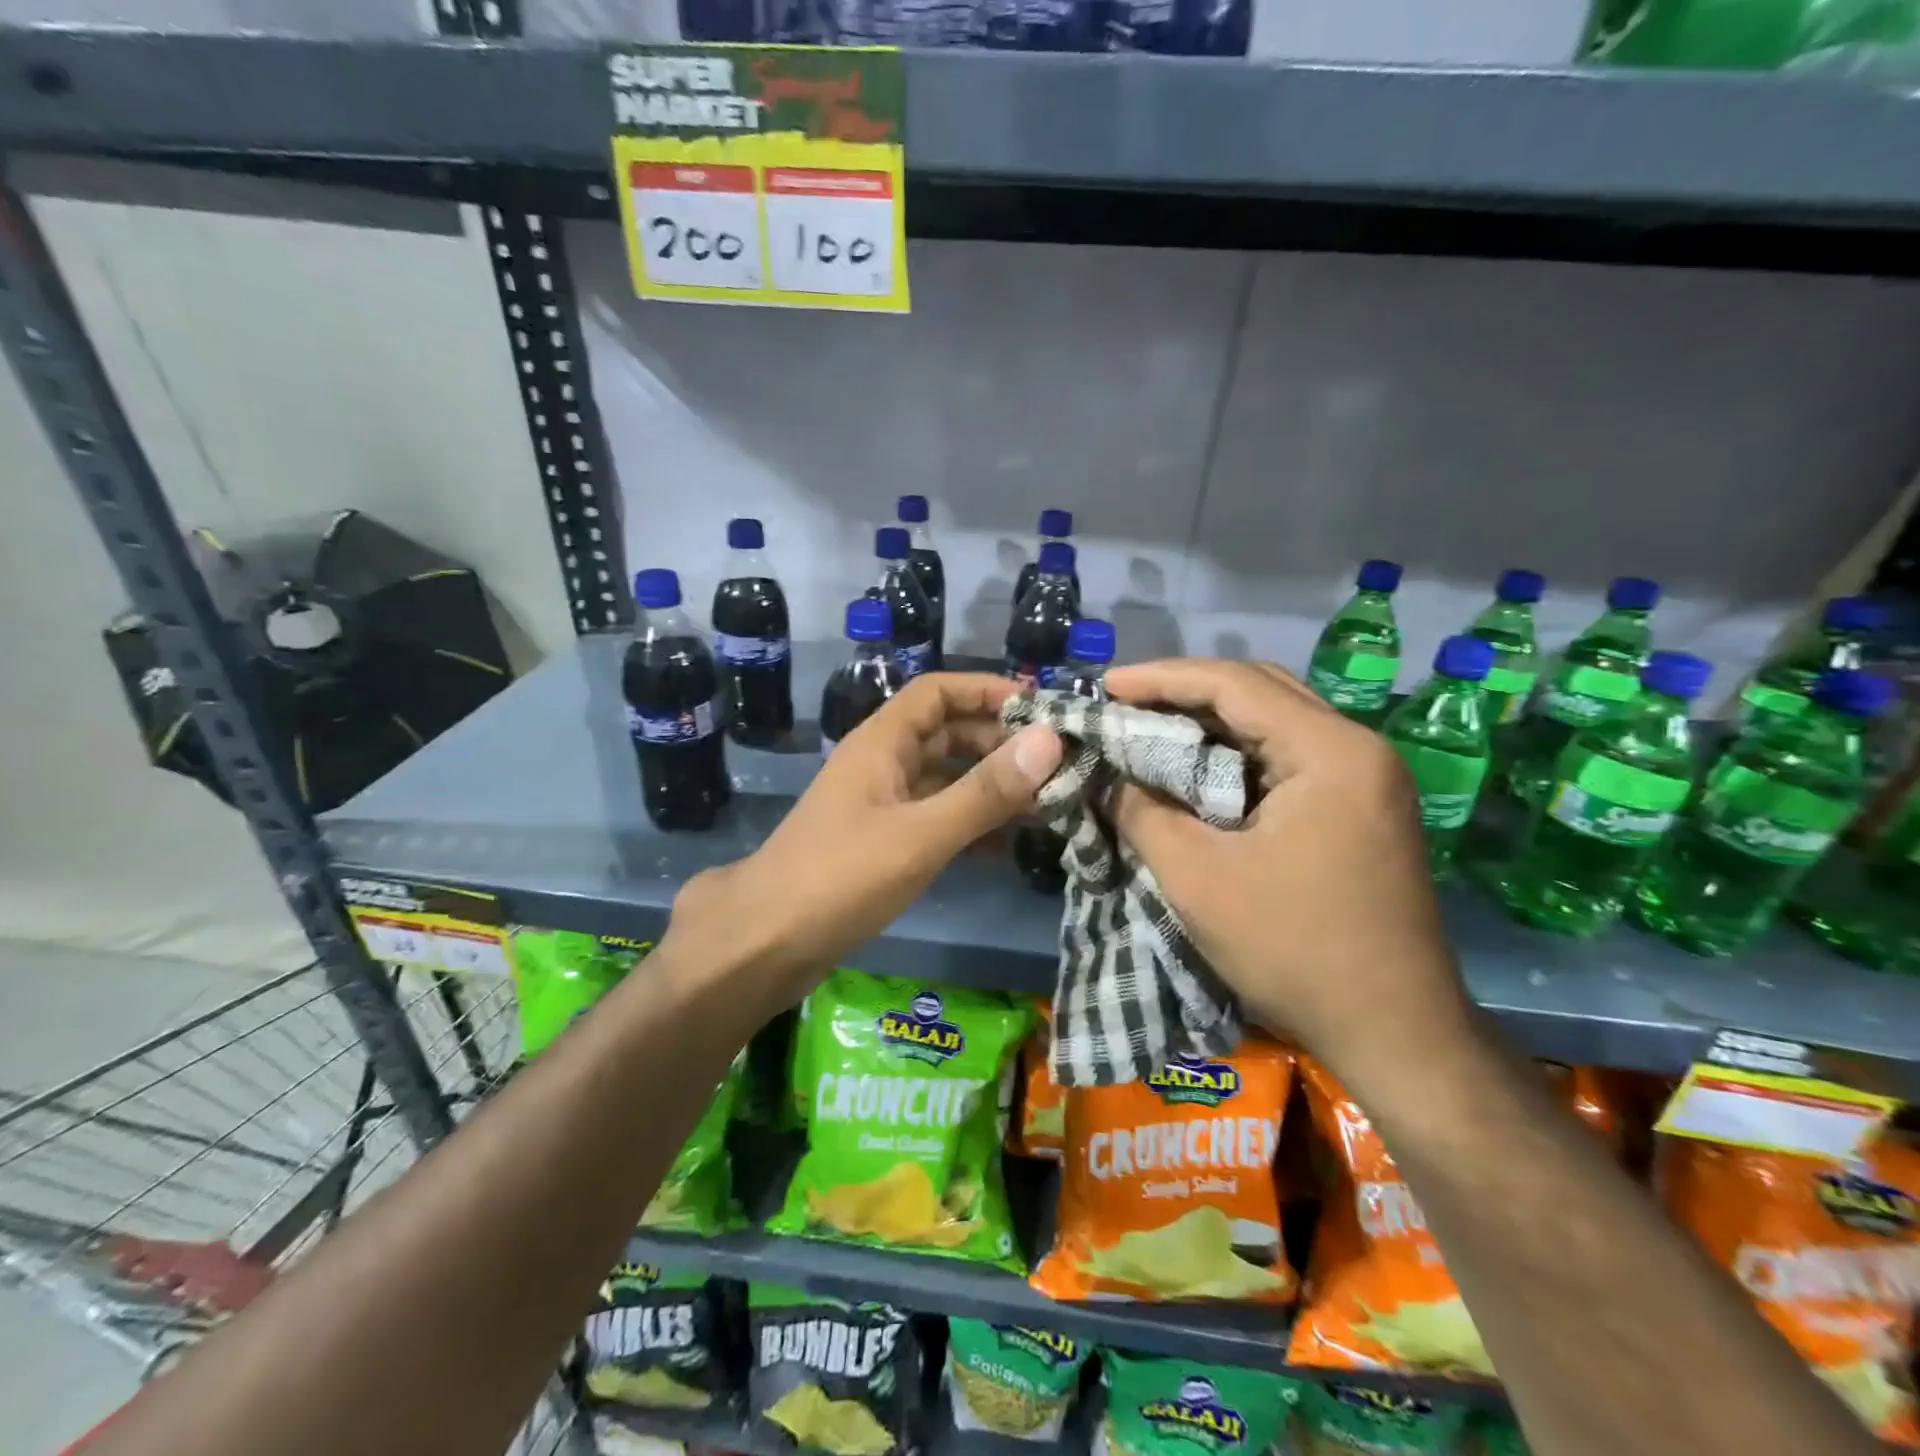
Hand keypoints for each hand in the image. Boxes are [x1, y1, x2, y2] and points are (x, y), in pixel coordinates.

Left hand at [663, 674, 1061, 1003]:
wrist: (765, 944)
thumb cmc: (840, 877)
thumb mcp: (920, 834)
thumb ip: (985, 791)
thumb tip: (1050, 740)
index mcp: (882, 743)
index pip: (938, 691)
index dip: (987, 691)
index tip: (1040, 709)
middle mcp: (883, 764)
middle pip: (948, 734)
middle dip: (1000, 743)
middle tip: (1058, 764)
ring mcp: (882, 805)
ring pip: (946, 779)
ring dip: (991, 786)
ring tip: (1048, 803)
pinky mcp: (884, 843)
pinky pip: (937, 818)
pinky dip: (972, 824)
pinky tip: (1009, 845)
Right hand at [1105, 659, 1473, 1094]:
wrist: (1396, 1033)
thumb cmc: (1294, 950)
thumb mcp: (1197, 880)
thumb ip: (1142, 814)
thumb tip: (1108, 779)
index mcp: (1330, 753)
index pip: (1234, 684)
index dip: (1161, 678)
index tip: (1104, 685)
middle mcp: (1357, 749)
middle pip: (1260, 691)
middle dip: (1185, 692)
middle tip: (1123, 705)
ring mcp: (1366, 779)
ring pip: (1275, 723)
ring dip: (1210, 723)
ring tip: (1149, 730)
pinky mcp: (1361, 808)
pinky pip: (1288, 758)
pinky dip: (1236, 755)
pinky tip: (1198, 772)